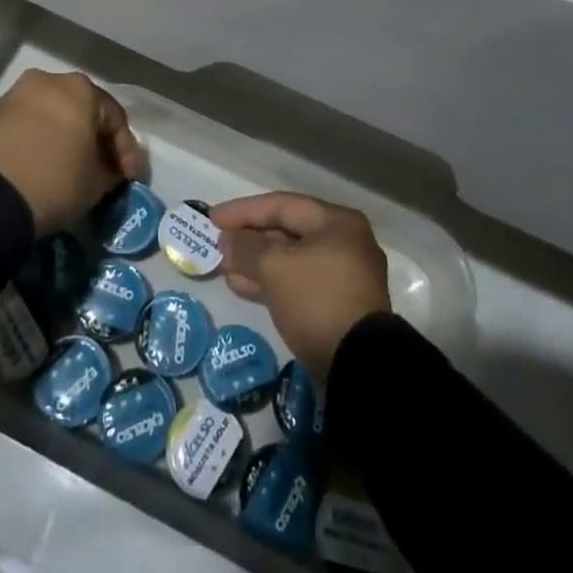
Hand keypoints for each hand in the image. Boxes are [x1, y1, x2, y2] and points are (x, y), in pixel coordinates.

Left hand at [0, 70, 147, 234]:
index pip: (115, 119)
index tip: (130, 180)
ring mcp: (18, 94)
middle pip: (84, 112)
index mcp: (81, 89)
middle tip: (105, 172)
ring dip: (68, 140)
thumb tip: (109, 171)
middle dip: (96, 142)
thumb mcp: (96, 184)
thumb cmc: (54, 181)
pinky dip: (42, 141)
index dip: (127, 152)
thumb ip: (111, 172)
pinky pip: (30, 125)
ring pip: (55, 116)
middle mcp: (50, 81)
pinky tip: (46, 165)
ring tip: (73, 170)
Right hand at [210, 193, 391, 387]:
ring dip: (256, 263)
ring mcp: (342, 277)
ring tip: (225, 268)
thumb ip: (246, 247)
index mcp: (336, 222)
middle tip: (218, 245)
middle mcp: (343, 243)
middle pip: (287, 232)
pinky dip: (270, 283)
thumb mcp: (274, 267)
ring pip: (290, 260)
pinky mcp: (336, 307)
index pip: (281, 205)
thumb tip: (228, 240)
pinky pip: (297, 284)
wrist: (359, 368)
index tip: (212, 218)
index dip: (243, 210)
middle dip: (250, 239)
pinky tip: (242, 287)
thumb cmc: (317, 299)